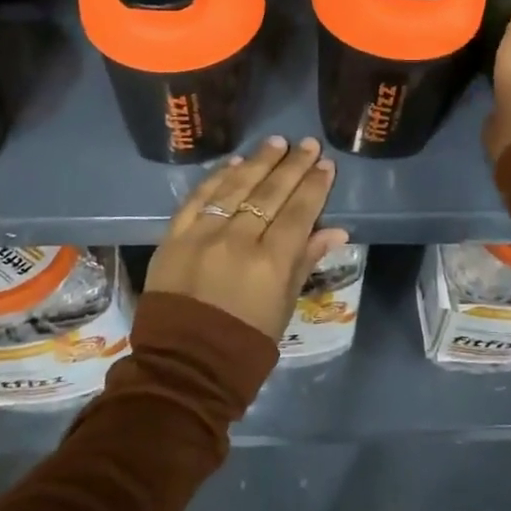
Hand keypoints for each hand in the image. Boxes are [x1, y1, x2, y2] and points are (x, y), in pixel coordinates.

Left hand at [145, 136, 350, 340]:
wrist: (183, 367)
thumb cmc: (244, 344)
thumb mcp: (284, 307)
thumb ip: (305, 262)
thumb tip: (336, 230)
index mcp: (270, 263)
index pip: (299, 212)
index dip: (315, 186)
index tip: (326, 165)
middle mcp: (238, 240)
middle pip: (270, 193)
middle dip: (293, 166)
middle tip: (307, 144)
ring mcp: (203, 235)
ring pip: (235, 187)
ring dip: (258, 162)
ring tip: (276, 143)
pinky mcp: (174, 237)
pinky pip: (199, 198)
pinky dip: (217, 178)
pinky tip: (234, 163)